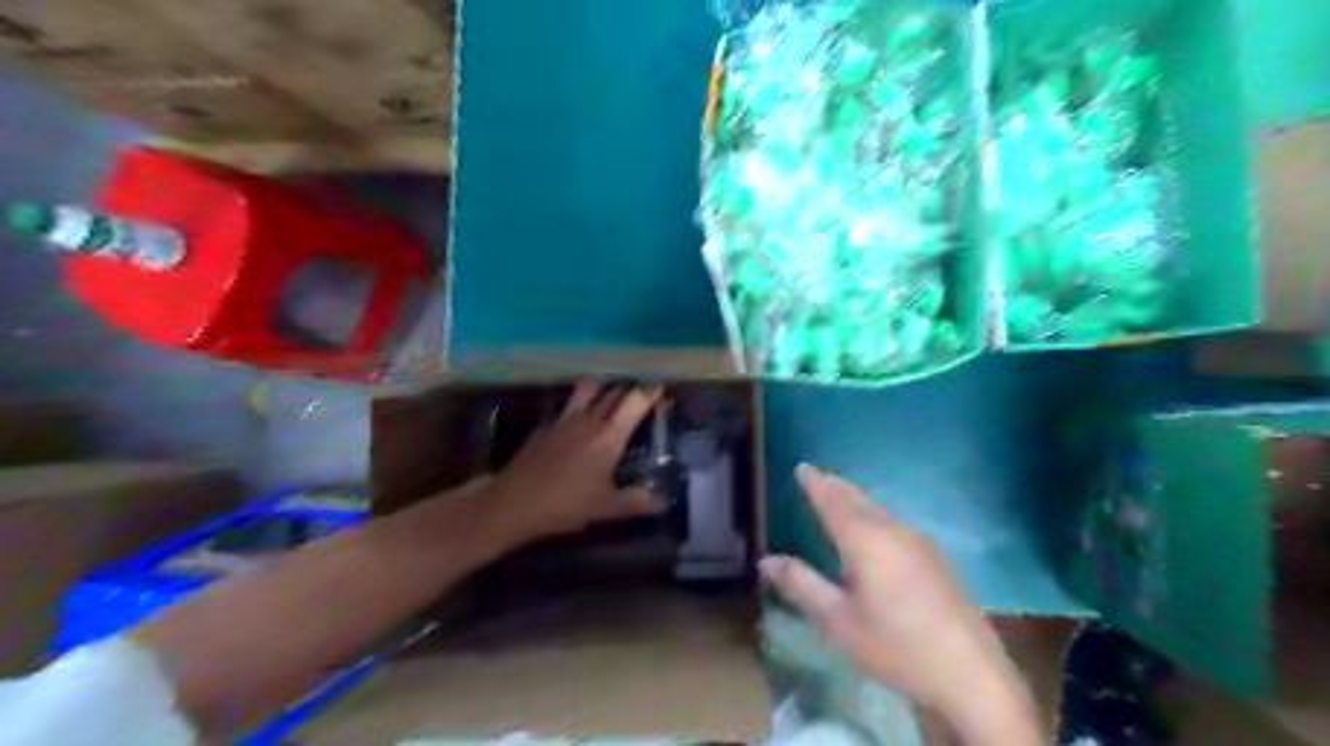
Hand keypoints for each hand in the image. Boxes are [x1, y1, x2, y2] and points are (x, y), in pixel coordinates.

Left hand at [488, 382, 664, 539]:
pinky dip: (578, 406)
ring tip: (609, 394)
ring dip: (601, 388)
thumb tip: (663, 501)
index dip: (651, 391)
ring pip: (586, 390)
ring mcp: (564, 420)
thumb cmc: (566, 504)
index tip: (662, 387)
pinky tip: (577, 423)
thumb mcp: (607, 508)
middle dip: (629, 389)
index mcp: (609, 436)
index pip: (635, 401)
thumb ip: (637, 502)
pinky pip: (567, 408)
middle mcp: (589, 420)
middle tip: (641, 393)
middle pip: (613, 392)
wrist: (514, 503)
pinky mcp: (545, 426)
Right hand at [759, 464, 1037, 742]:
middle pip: (858, 499)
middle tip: (816, 476)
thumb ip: (801, 586)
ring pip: (878, 510)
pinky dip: (873, 515)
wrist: (970, 672)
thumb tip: (766, 560)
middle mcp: (892, 531)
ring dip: (855, 499)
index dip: (815, 483)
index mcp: (865, 541)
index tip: (801, 467)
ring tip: (839, 496)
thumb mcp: (839, 622)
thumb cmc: (895, 646)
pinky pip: (893, 523)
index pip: (833, 501)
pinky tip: (874, 530)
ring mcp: (918, 542)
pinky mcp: (935, 558)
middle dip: (835, 485)